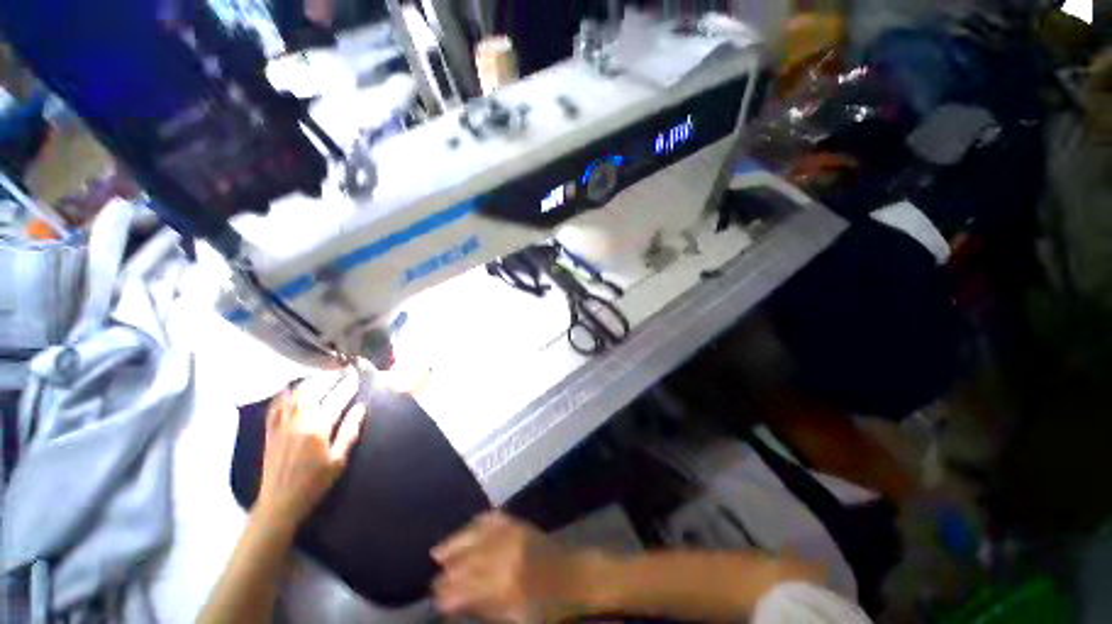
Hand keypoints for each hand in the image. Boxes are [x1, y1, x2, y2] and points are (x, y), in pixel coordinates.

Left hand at [254, 369, 365, 532]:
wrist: (279, 503)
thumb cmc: (314, 483)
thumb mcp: (339, 460)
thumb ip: (350, 431)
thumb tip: (362, 407)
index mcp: (317, 428)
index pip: (336, 399)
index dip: (347, 385)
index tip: (356, 375)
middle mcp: (298, 421)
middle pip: (313, 391)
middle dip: (328, 378)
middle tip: (340, 370)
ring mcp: (281, 425)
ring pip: (294, 395)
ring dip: (308, 382)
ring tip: (320, 376)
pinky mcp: (270, 431)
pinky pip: (276, 406)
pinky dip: (285, 394)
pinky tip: (291, 390)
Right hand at [432, 512, 598, 622]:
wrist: (574, 575)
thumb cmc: (547, 606)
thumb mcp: (516, 618)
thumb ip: (484, 608)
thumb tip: (456, 602)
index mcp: (504, 585)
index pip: (465, 588)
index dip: (446, 593)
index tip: (434, 598)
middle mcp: (505, 555)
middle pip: (467, 561)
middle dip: (447, 572)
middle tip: (433, 579)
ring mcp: (512, 534)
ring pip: (475, 536)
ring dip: (455, 543)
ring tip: (438, 551)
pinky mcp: (519, 522)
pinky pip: (492, 518)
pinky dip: (476, 523)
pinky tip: (466, 528)